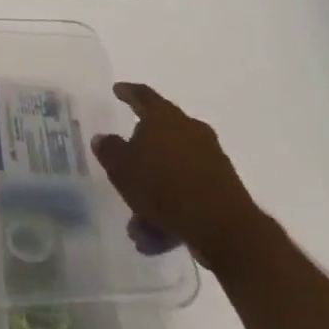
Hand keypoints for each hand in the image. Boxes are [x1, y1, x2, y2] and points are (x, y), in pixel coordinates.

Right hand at [89, 82, 264, 270]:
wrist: (224, 228)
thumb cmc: (165, 186)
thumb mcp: (122, 168)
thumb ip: (109, 150)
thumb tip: (103, 138)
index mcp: (164, 117)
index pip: (142, 95)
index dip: (127, 92)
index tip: (117, 90)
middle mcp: (190, 131)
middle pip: (159, 137)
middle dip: (139, 159)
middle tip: (122, 171)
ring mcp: (210, 160)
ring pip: (171, 173)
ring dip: (152, 196)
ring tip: (137, 227)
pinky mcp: (222, 190)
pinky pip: (187, 195)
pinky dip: (171, 212)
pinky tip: (155, 239)